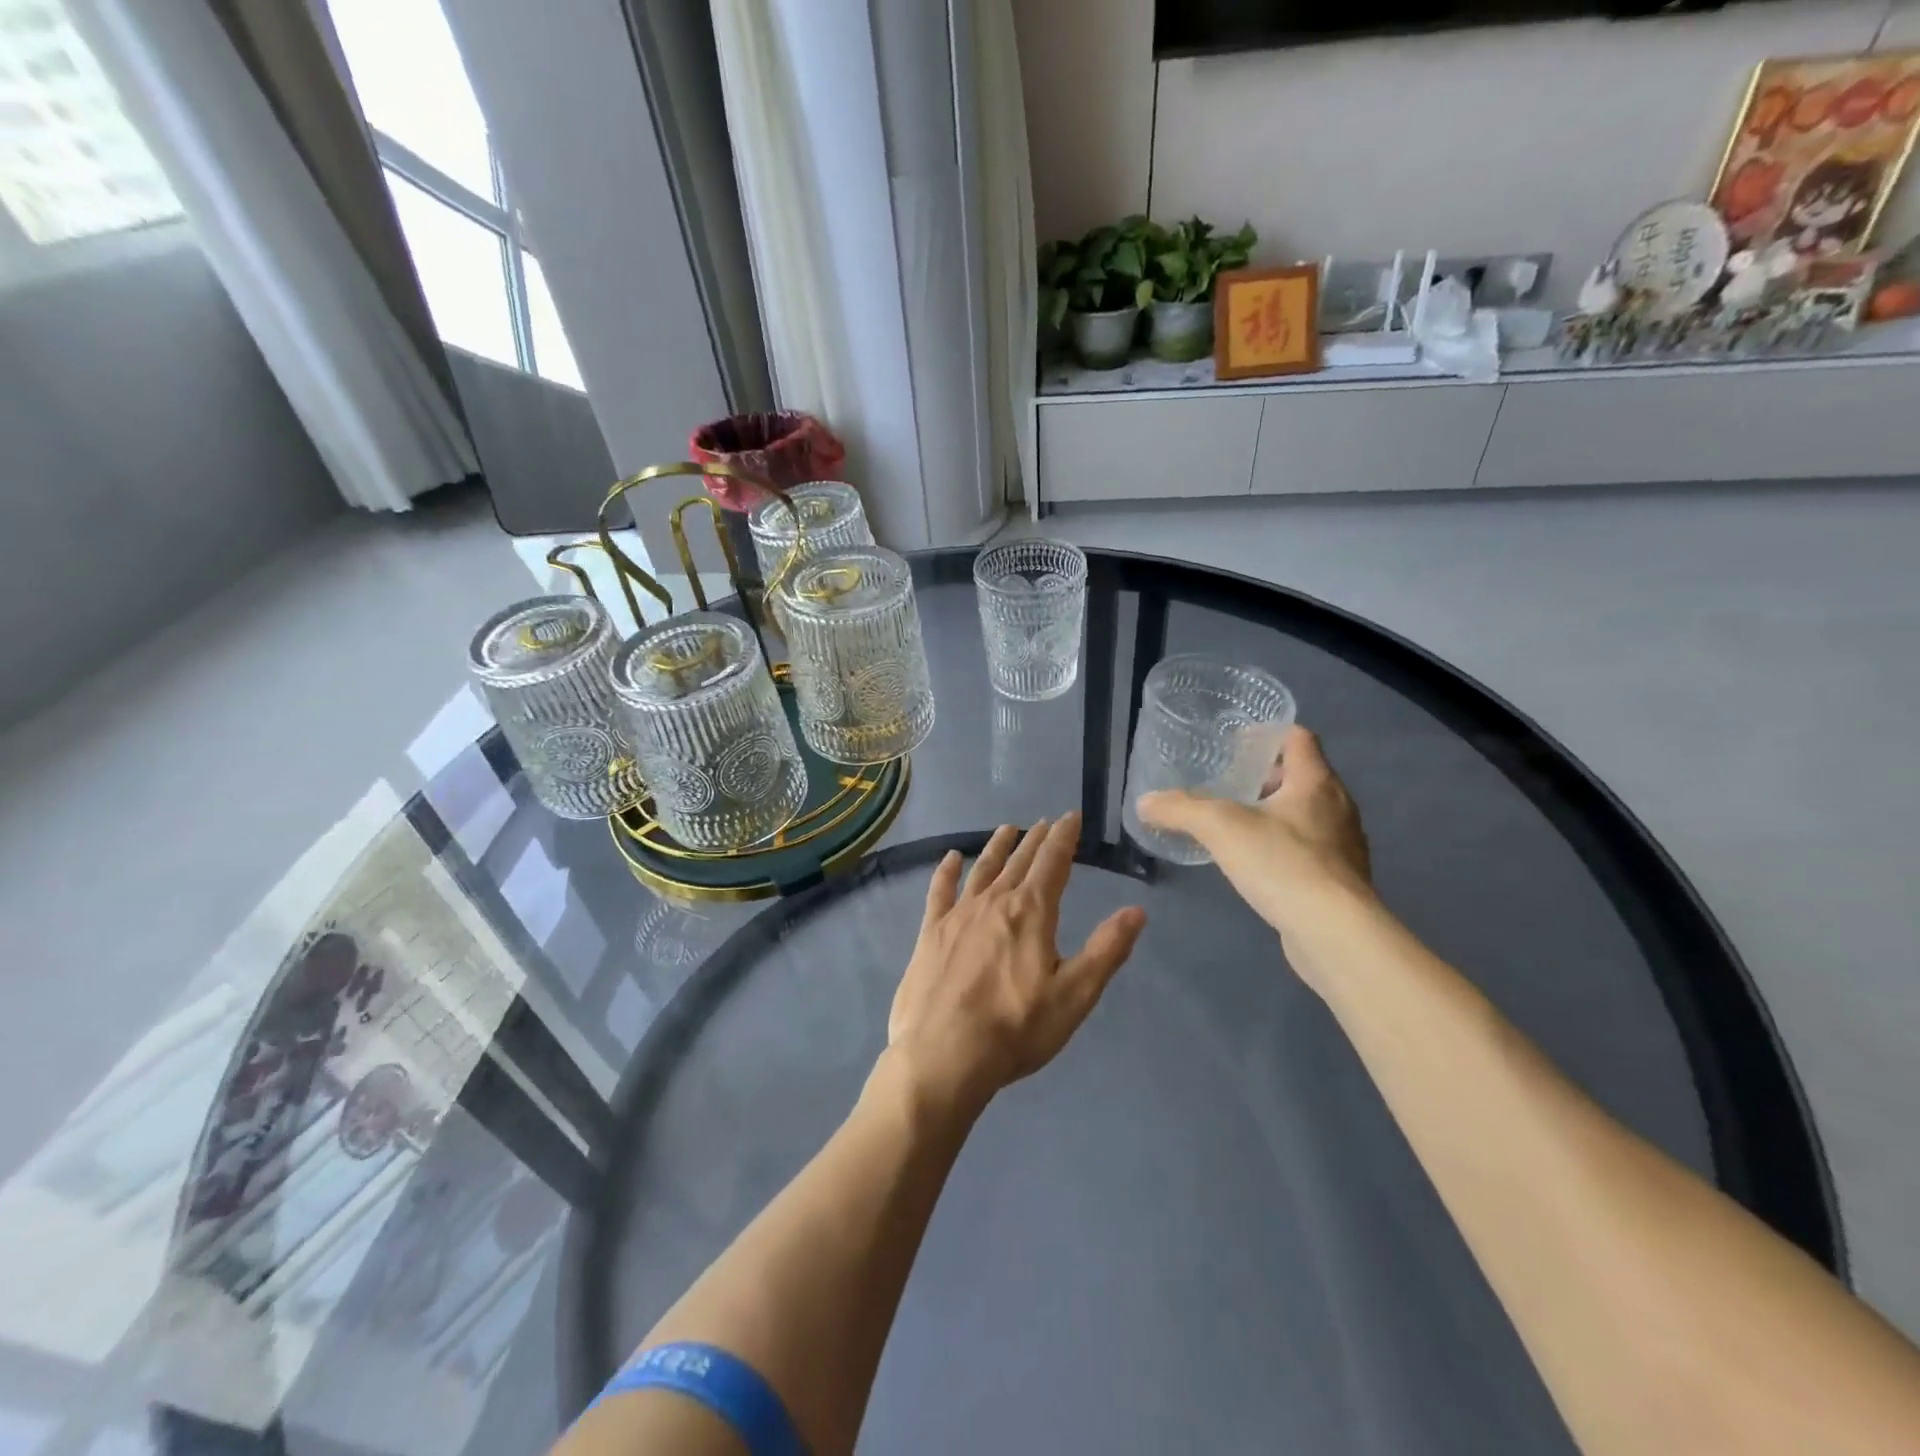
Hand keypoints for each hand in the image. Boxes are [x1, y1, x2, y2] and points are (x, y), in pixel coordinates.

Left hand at [885, 813, 1145, 1119]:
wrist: (943, 1055)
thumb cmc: (1016, 1028)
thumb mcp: (1075, 995)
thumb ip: (1106, 950)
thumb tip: (1137, 910)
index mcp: (1031, 912)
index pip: (1053, 862)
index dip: (1064, 837)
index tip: (1071, 816)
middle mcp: (994, 902)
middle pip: (1019, 862)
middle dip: (1035, 840)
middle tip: (1044, 822)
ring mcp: (958, 915)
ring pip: (982, 869)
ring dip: (997, 847)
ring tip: (1007, 829)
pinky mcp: (930, 933)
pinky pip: (939, 891)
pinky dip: (946, 871)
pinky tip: (951, 858)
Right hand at [1135, 724, 1372, 946]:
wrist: (1335, 933)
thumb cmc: (1283, 864)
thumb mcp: (1220, 828)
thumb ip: (1181, 809)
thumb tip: (1145, 802)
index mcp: (1316, 782)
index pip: (1298, 738)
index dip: (1267, 734)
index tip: (1236, 743)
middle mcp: (1338, 807)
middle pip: (1302, 776)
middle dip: (1265, 777)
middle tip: (1227, 785)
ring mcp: (1344, 846)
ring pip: (1307, 814)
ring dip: (1276, 813)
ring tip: (1237, 825)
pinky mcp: (1342, 880)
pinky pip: (1310, 849)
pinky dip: (1284, 846)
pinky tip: (1258, 865)